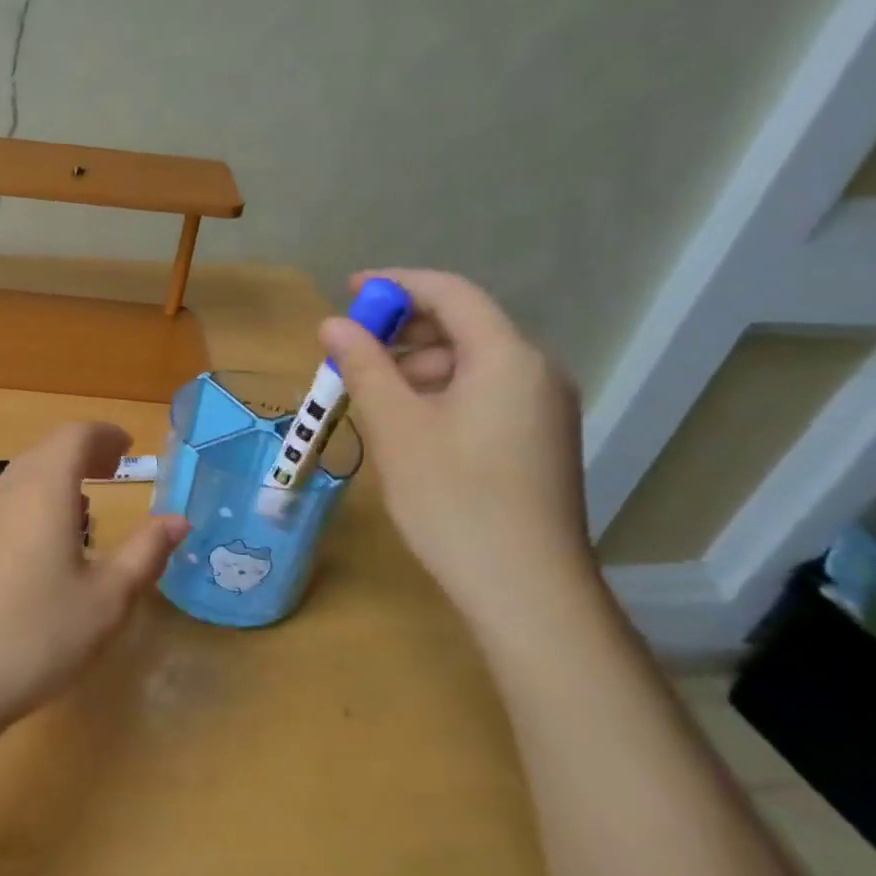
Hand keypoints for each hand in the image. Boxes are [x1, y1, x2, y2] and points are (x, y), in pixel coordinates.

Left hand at [0, 423, 188, 736]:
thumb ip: (145, 552)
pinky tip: (45, 545)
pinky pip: (4, 504)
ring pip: (22, 477)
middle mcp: (5, 492)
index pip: (75, 435)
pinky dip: (33, 502)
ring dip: (57, 478)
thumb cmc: (38, 636)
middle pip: (46, 451)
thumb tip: (177, 520)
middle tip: (114, 469)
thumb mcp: (107, 599)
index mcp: (43, 490)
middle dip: (83, 453)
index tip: (129, 447)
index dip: (105, 435)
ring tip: (86, 506)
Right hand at [321, 269, 595, 627]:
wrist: (526, 590)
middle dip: (401, 334)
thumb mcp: (396, 427)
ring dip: (416, 369)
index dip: (396, 284)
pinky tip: (407, 428)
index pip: (450, 293)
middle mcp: (536, 371)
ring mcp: (543, 409)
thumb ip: (363, 366)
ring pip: (470, 365)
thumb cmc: (453, 499)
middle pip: (462, 328)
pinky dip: (440, 396)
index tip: (348, 291)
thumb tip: (333, 324)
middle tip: (349, 358)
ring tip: (369, 400)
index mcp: (507, 356)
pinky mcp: (538, 441)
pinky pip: (483, 395)